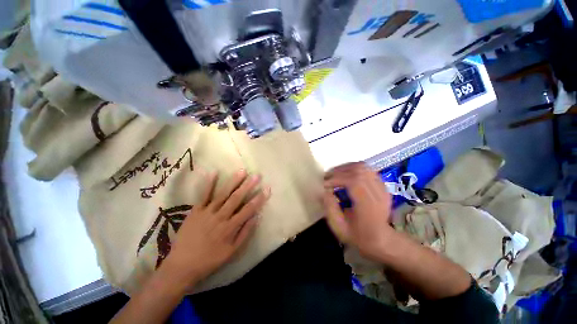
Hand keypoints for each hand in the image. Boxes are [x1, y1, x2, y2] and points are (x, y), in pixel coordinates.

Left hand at [162, 170, 270, 287]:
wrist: (182, 266)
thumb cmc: (210, 260)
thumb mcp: (232, 252)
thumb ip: (245, 233)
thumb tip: (256, 217)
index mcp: (230, 227)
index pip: (248, 209)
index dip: (259, 198)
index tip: (267, 189)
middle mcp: (220, 217)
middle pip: (237, 198)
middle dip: (248, 186)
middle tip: (256, 175)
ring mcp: (207, 212)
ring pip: (223, 194)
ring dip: (233, 182)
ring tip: (242, 171)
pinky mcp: (195, 211)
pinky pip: (203, 195)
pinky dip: (209, 184)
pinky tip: (214, 172)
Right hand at [323, 162, 393, 259]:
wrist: (382, 239)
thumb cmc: (359, 236)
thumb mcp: (339, 227)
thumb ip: (330, 208)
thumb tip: (323, 190)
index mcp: (369, 208)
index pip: (355, 182)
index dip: (337, 179)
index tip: (325, 184)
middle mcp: (379, 195)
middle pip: (359, 171)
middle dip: (339, 171)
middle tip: (327, 178)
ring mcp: (383, 188)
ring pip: (363, 167)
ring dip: (345, 168)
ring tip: (334, 175)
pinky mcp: (382, 185)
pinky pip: (367, 169)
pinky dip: (353, 169)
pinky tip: (345, 175)